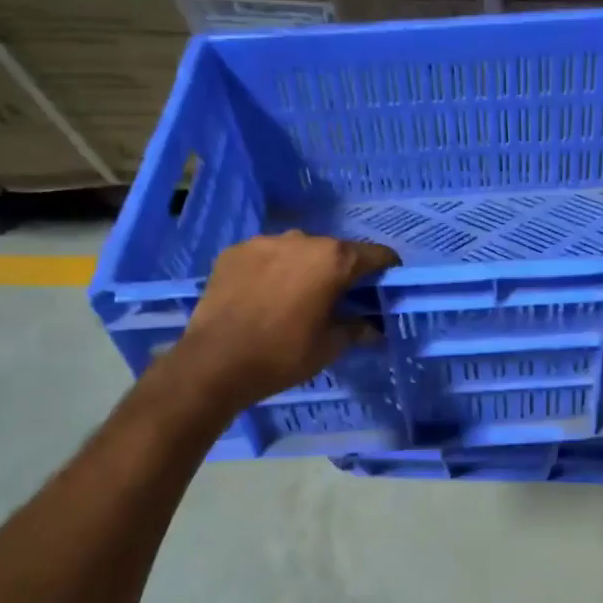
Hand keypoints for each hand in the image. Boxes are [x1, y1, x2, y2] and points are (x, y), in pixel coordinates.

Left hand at [161, 231, 398, 413]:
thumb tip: (372, 327)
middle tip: (338, 298)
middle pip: (334, 250)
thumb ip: (356, 329)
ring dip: (304, 267)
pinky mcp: (234, 251)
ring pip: (297, 250)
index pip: (375, 255)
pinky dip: (272, 270)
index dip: (386, 269)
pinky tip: (264, 295)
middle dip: (341, 270)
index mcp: (333, 260)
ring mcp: (264, 242)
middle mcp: (302, 239)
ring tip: (296, 296)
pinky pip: (265, 256)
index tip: (387, 284)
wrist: (215, 362)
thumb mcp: (330, 346)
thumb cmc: (283, 354)